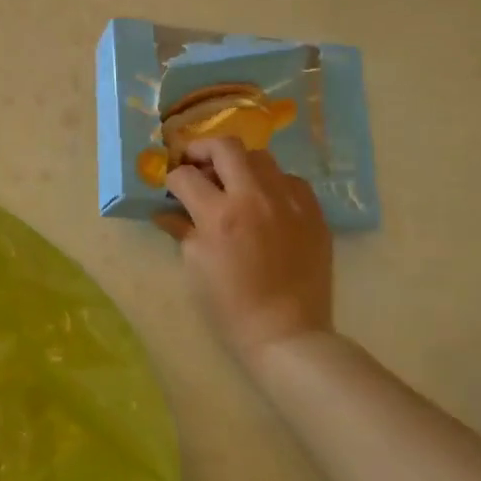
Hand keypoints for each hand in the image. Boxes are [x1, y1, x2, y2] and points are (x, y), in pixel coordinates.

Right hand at [156, 137, 333, 369]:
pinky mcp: (314, 213)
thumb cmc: (230, 306)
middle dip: (203, 150)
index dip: (172, 179)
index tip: (171, 188)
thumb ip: (182, 229)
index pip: (186, 176)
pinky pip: (290, 180)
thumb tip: (166, 211)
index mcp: (219, 215)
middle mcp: (255, 198)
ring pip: (261, 157)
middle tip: (196, 165)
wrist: (286, 334)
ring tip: (233, 184)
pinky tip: (265, 203)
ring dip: (239, 165)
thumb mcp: (195, 266)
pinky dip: (272, 184)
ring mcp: (289, 202)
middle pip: (225, 146)